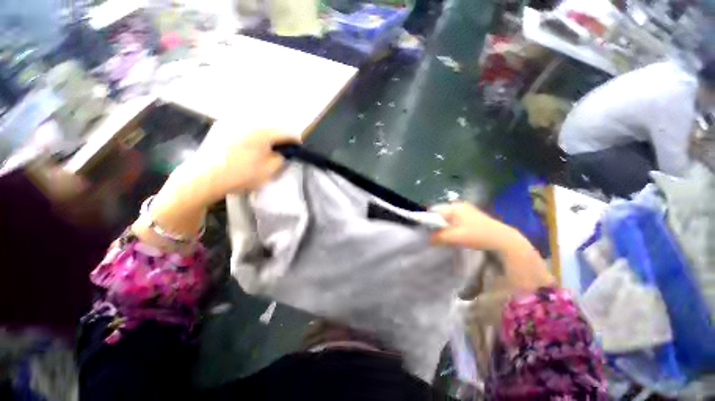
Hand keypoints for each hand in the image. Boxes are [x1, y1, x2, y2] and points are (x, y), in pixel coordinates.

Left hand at [177, 125, 300, 204]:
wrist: (203, 178)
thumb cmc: (240, 175)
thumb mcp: (269, 171)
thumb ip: (282, 159)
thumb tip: (283, 152)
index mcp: (262, 132)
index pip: (288, 132)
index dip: (295, 141)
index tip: (296, 149)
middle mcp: (248, 121)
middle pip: (272, 128)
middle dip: (278, 140)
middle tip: (278, 152)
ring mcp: (232, 122)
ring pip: (257, 128)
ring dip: (264, 138)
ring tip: (261, 151)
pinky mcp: (220, 127)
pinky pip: (242, 129)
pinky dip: (249, 137)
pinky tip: (244, 149)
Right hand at [430, 202, 554, 290]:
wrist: (503, 240)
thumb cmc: (477, 235)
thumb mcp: (455, 237)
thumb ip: (439, 236)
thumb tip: (428, 239)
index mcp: (454, 207)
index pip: (433, 210)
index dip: (428, 220)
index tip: (425, 231)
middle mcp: (458, 206)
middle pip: (440, 215)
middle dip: (436, 226)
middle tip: (435, 237)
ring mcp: (466, 212)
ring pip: (447, 220)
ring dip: (444, 229)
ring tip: (444, 239)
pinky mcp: (471, 219)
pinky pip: (455, 223)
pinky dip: (452, 230)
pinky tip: (454, 238)